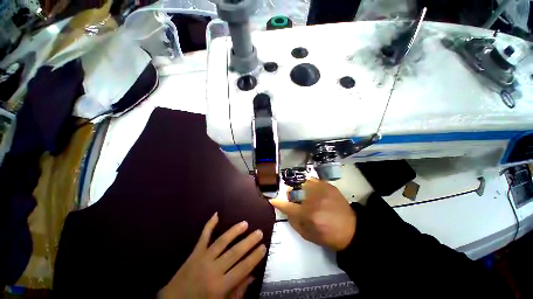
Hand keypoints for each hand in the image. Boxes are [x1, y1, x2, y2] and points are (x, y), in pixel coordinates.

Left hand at [159, 213, 266, 298]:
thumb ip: (238, 291)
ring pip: (222, 241)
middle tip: (259, 232)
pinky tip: (216, 214)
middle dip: (249, 242)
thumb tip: (252, 275)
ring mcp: (202, 258)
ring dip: (234, 231)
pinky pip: (203, 236)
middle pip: (234, 253)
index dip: (254, 257)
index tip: (263, 247)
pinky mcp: (194, 253)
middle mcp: (213, 270)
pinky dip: (209, 225)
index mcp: (220, 286)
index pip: (242, 268)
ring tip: (245, 223)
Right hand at [270, 177, 355, 250]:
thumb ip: (293, 221)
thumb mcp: (307, 234)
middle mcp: (313, 199)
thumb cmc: (327, 235)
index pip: (287, 206)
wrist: (351, 229)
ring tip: (304, 193)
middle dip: (291, 194)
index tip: (272, 200)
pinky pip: (312, 180)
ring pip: (302, 183)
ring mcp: (321, 190)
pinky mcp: (328, 185)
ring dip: (299, 188)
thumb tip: (285, 208)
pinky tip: (312, 190)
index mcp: (307, 214)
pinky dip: (309, 184)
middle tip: (294, 198)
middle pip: (293, 190)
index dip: (278, 202)